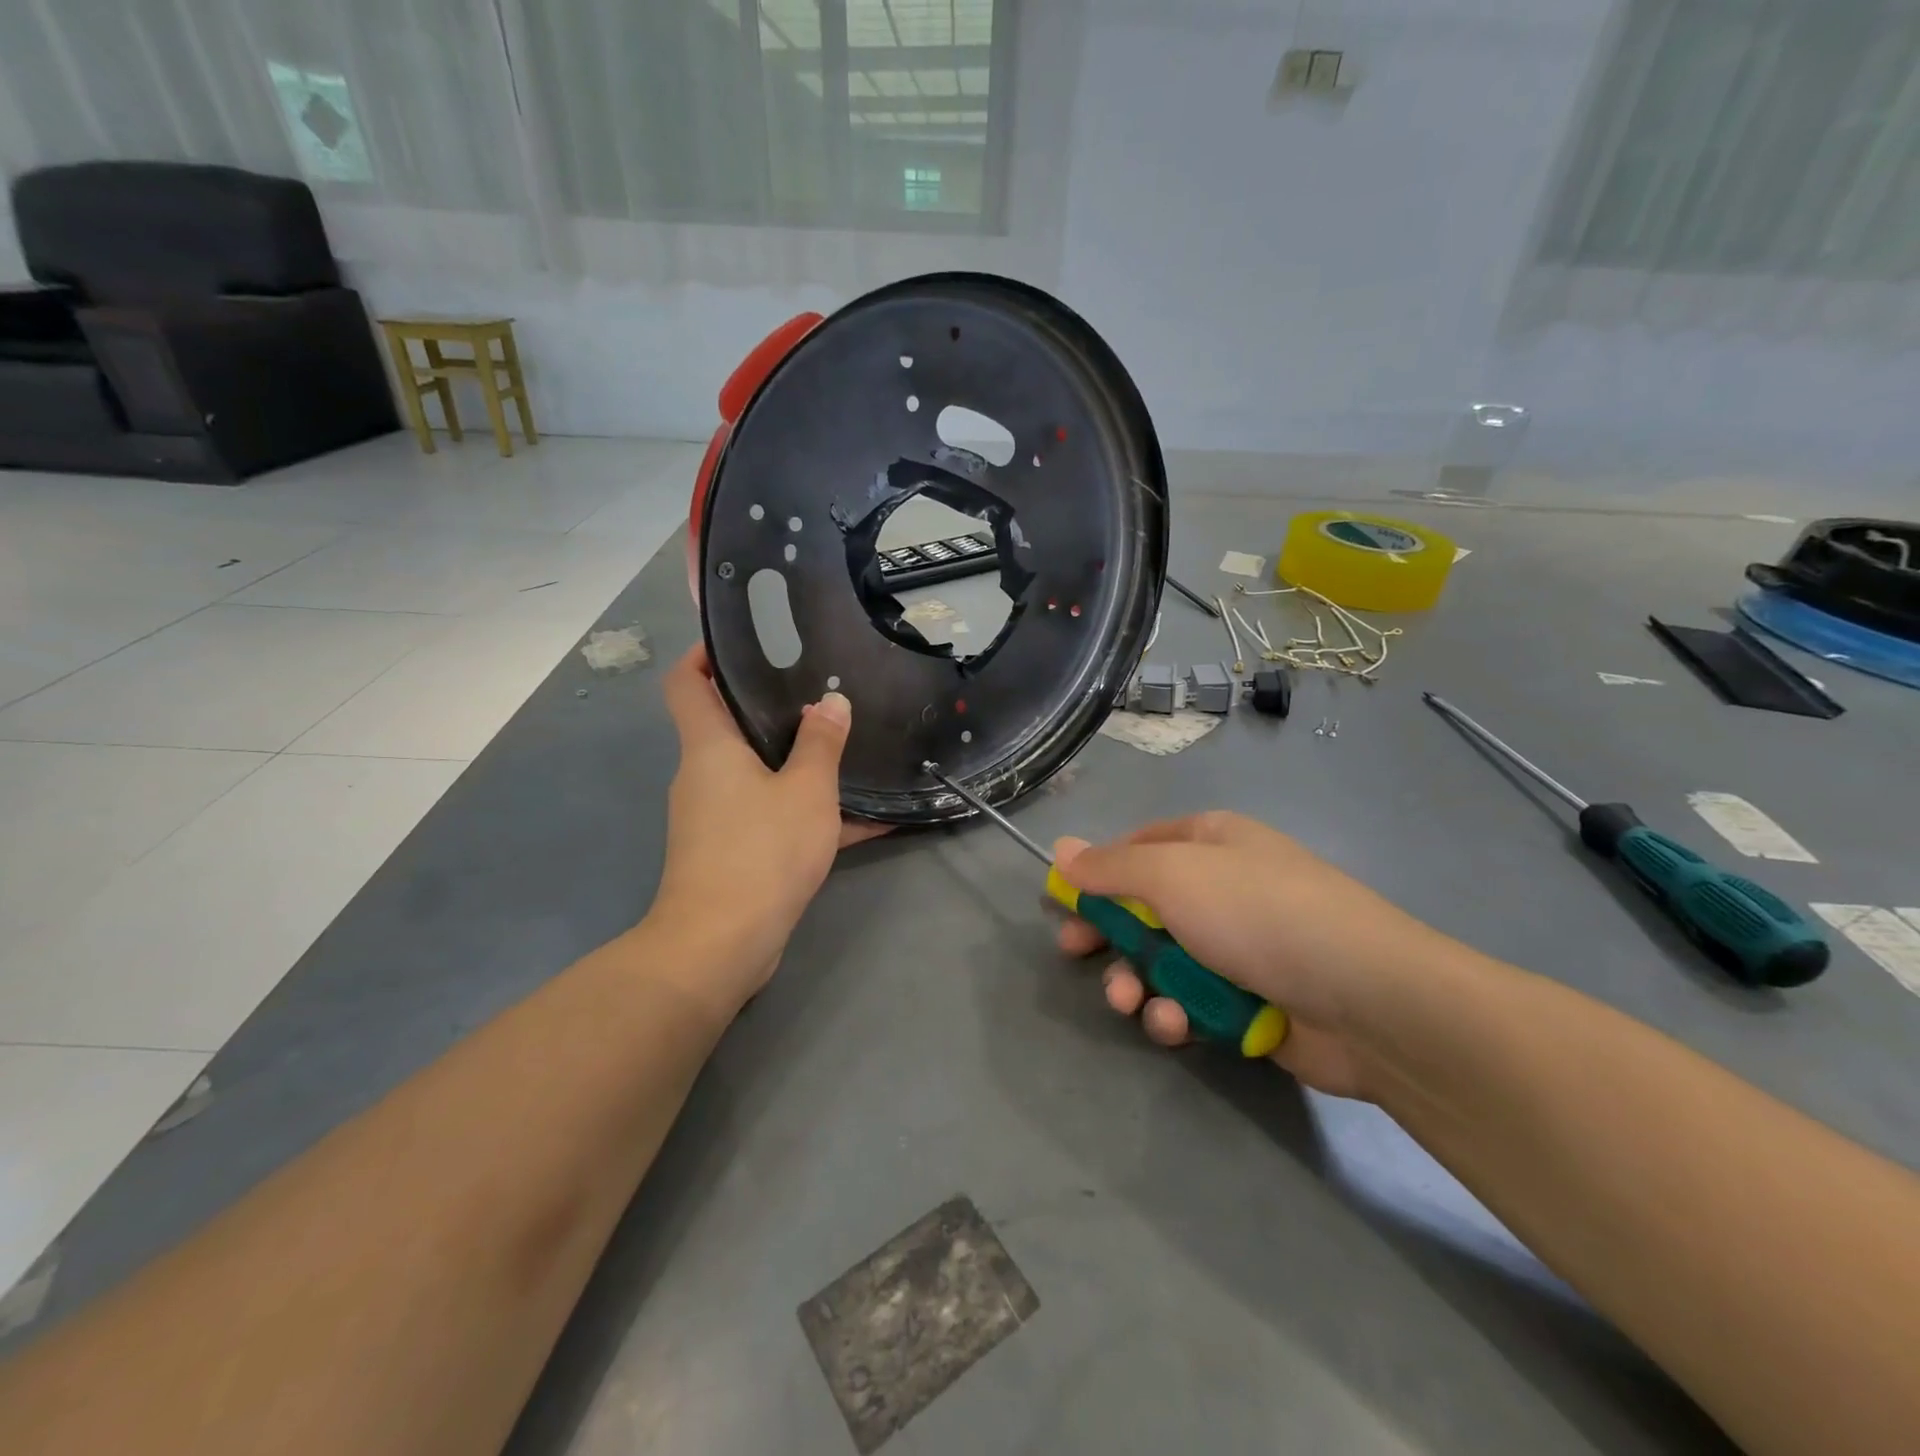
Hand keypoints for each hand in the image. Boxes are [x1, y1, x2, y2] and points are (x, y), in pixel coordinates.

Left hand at [653, 646, 880, 1012]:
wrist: (721, 943)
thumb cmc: (761, 851)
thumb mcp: (806, 790)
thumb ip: (822, 743)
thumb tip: (831, 703)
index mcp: (710, 747)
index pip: (685, 682)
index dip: (704, 654)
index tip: (746, 642)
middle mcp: (704, 775)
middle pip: (729, 725)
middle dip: (772, 707)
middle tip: (822, 691)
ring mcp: (716, 816)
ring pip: (759, 774)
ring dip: (799, 763)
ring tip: (850, 748)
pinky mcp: (733, 851)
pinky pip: (774, 816)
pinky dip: (810, 813)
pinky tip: (870, 820)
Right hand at [1054, 812, 1455, 1099]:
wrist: (1366, 998)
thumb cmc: (1258, 914)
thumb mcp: (1172, 876)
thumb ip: (1111, 867)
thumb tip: (1062, 848)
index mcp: (1211, 842)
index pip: (1138, 847)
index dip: (1098, 873)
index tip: (1064, 901)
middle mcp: (1224, 888)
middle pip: (1144, 908)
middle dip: (1109, 935)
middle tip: (1076, 953)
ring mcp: (1240, 948)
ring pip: (1164, 961)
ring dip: (1138, 983)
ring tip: (1131, 1002)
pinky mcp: (1252, 1003)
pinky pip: (1195, 1002)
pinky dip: (1177, 1014)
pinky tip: (1175, 1025)